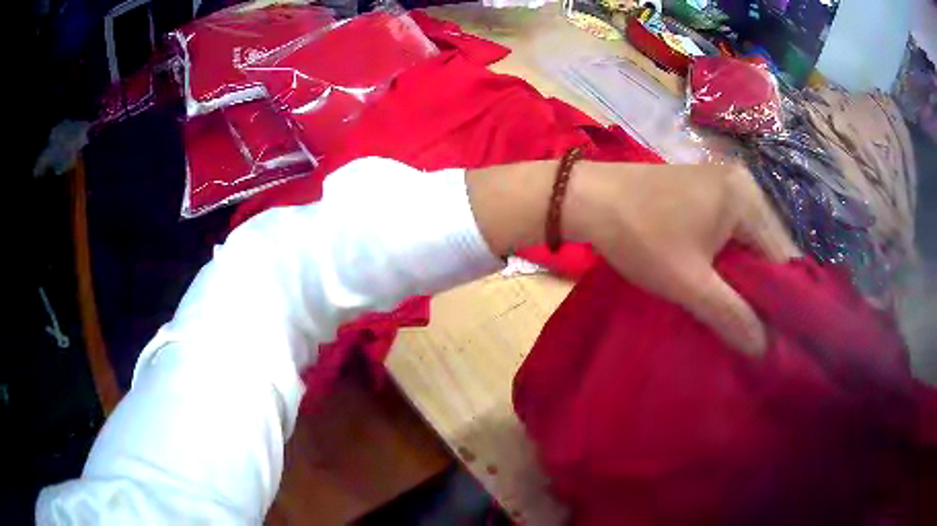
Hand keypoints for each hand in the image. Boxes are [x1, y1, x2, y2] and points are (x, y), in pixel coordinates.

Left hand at [563, 162, 797, 354]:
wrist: (588, 197)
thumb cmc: (639, 236)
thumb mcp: (689, 283)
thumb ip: (732, 315)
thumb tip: (764, 347)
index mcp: (749, 198)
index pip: (784, 257)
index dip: (782, 299)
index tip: (775, 334)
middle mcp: (744, 184)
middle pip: (769, 247)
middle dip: (762, 288)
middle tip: (754, 327)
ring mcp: (724, 183)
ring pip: (750, 241)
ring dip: (745, 276)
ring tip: (738, 311)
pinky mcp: (707, 190)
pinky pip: (733, 231)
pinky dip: (731, 258)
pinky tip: (722, 283)